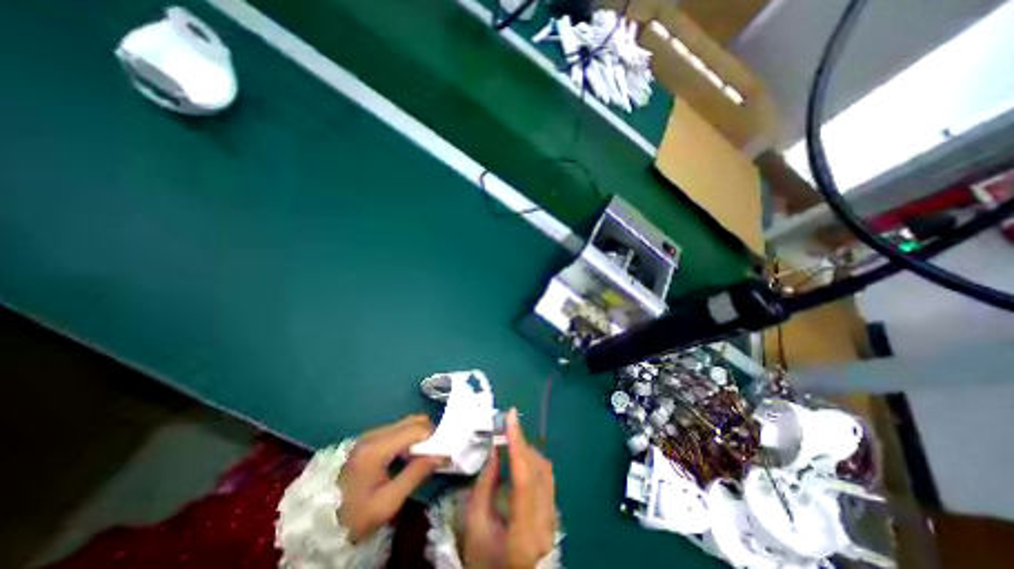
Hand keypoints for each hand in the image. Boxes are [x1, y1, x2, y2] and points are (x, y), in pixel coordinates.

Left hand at [338, 413, 442, 541]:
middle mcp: (374, 434)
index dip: (434, 437)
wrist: (318, 524)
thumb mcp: (387, 503)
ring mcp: (370, 434)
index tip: (442, 453)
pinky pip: (397, 429)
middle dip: (428, 434)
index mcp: (377, 448)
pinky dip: (408, 437)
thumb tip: (441, 454)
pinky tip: (407, 455)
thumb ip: (415, 474)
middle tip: (433, 454)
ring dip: (418, 435)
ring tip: (421, 457)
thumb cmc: (354, 516)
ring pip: (406, 422)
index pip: (417, 429)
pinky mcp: (369, 438)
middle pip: (413, 420)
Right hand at [466, 409, 556, 568]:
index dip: (517, 444)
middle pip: (538, 469)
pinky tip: (519, 459)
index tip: (511, 416)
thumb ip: (485, 486)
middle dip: (521, 444)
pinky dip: (533, 462)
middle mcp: (546, 521)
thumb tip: (495, 451)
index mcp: (524, 531)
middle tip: (505, 427)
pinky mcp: (553, 513)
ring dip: (527, 451)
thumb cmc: (486, 561)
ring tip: (510, 441)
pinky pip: (546, 477)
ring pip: (545, 470)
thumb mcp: (475, 527)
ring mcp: (554, 517)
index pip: (524, 478)